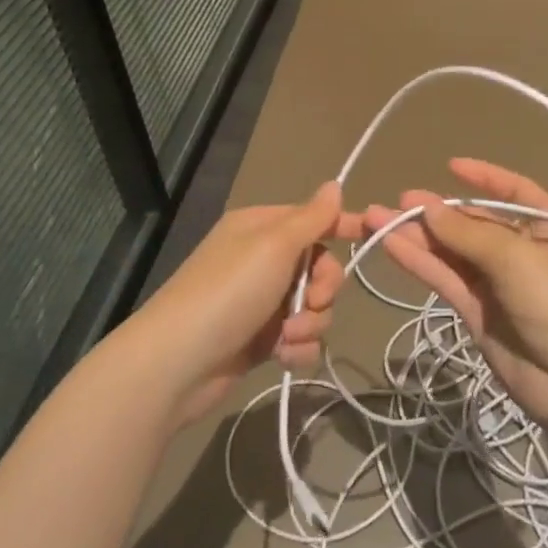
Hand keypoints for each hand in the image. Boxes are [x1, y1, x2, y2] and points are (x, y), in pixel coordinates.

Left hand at [128, 181, 362, 424]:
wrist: (177, 363)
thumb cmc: (228, 292)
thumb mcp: (274, 246)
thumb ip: (311, 218)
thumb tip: (334, 184)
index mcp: (261, 228)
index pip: (312, 219)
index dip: (342, 226)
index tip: (371, 236)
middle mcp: (261, 261)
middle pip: (319, 267)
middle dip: (324, 288)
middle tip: (313, 302)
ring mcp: (260, 302)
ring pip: (313, 307)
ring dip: (310, 324)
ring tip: (287, 336)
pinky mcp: (260, 340)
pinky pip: (299, 338)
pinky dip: (297, 348)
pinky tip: (283, 357)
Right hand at [366, 158, 547, 424]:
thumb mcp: (517, 257)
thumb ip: (467, 233)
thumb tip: (428, 207)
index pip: (515, 192)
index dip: (484, 178)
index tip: (450, 166)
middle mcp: (523, 252)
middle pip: (474, 225)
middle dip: (438, 212)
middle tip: (399, 201)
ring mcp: (499, 285)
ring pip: (453, 253)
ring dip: (418, 236)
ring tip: (377, 219)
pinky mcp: (478, 314)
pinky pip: (446, 280)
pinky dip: (419, 263)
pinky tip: (391, 245)